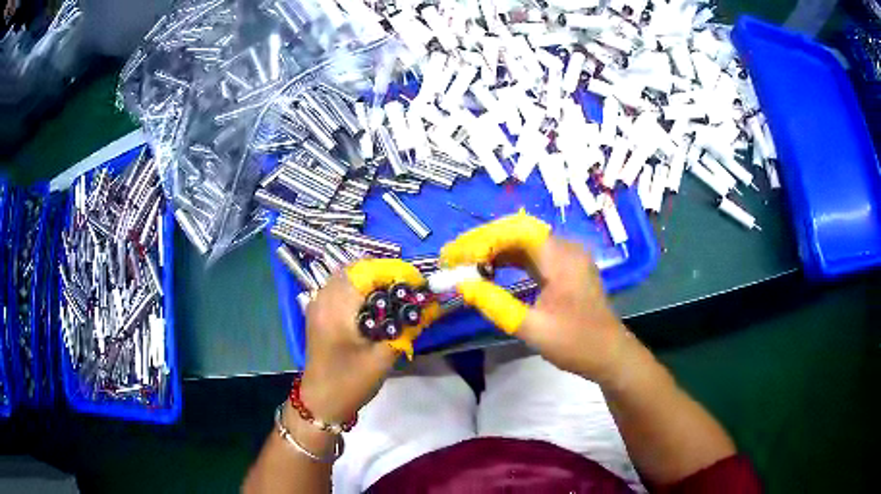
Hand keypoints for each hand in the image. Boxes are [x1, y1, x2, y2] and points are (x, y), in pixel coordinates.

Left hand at [299, 259, 438, 422]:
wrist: (321, 402)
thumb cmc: (351, 381)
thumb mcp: (382, 357)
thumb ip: (405, 328)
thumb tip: (428, 306)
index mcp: (336, 308)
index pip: (366, 272)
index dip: (393, 271)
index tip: (416, 282)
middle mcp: (323, 299)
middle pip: (354, 269)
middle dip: (383, 273)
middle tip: (407, 287)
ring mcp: (317, 304)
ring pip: (346, 276)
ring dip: (371, 279)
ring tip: (394, 293)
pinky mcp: (318, 312)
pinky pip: (339, 288)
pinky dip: (358, 288)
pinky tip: (374, 303)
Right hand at [440, 211, 630, 384]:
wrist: (610, 354)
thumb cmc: (576, 343)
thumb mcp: (533, 328)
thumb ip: (496, 305)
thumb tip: (463, 286)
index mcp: (562, 258)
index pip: (517, 231)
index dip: (484, 239)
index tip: (457, 255)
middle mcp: (566, 249)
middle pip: (520, 231)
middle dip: (485, 241)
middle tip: (456, 257)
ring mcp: (568, 257)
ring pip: (525, 242)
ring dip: (496, 249)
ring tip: (468, 262)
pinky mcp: (566, 268)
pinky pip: (534, 254)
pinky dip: (511, 259)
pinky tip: (492, 269)